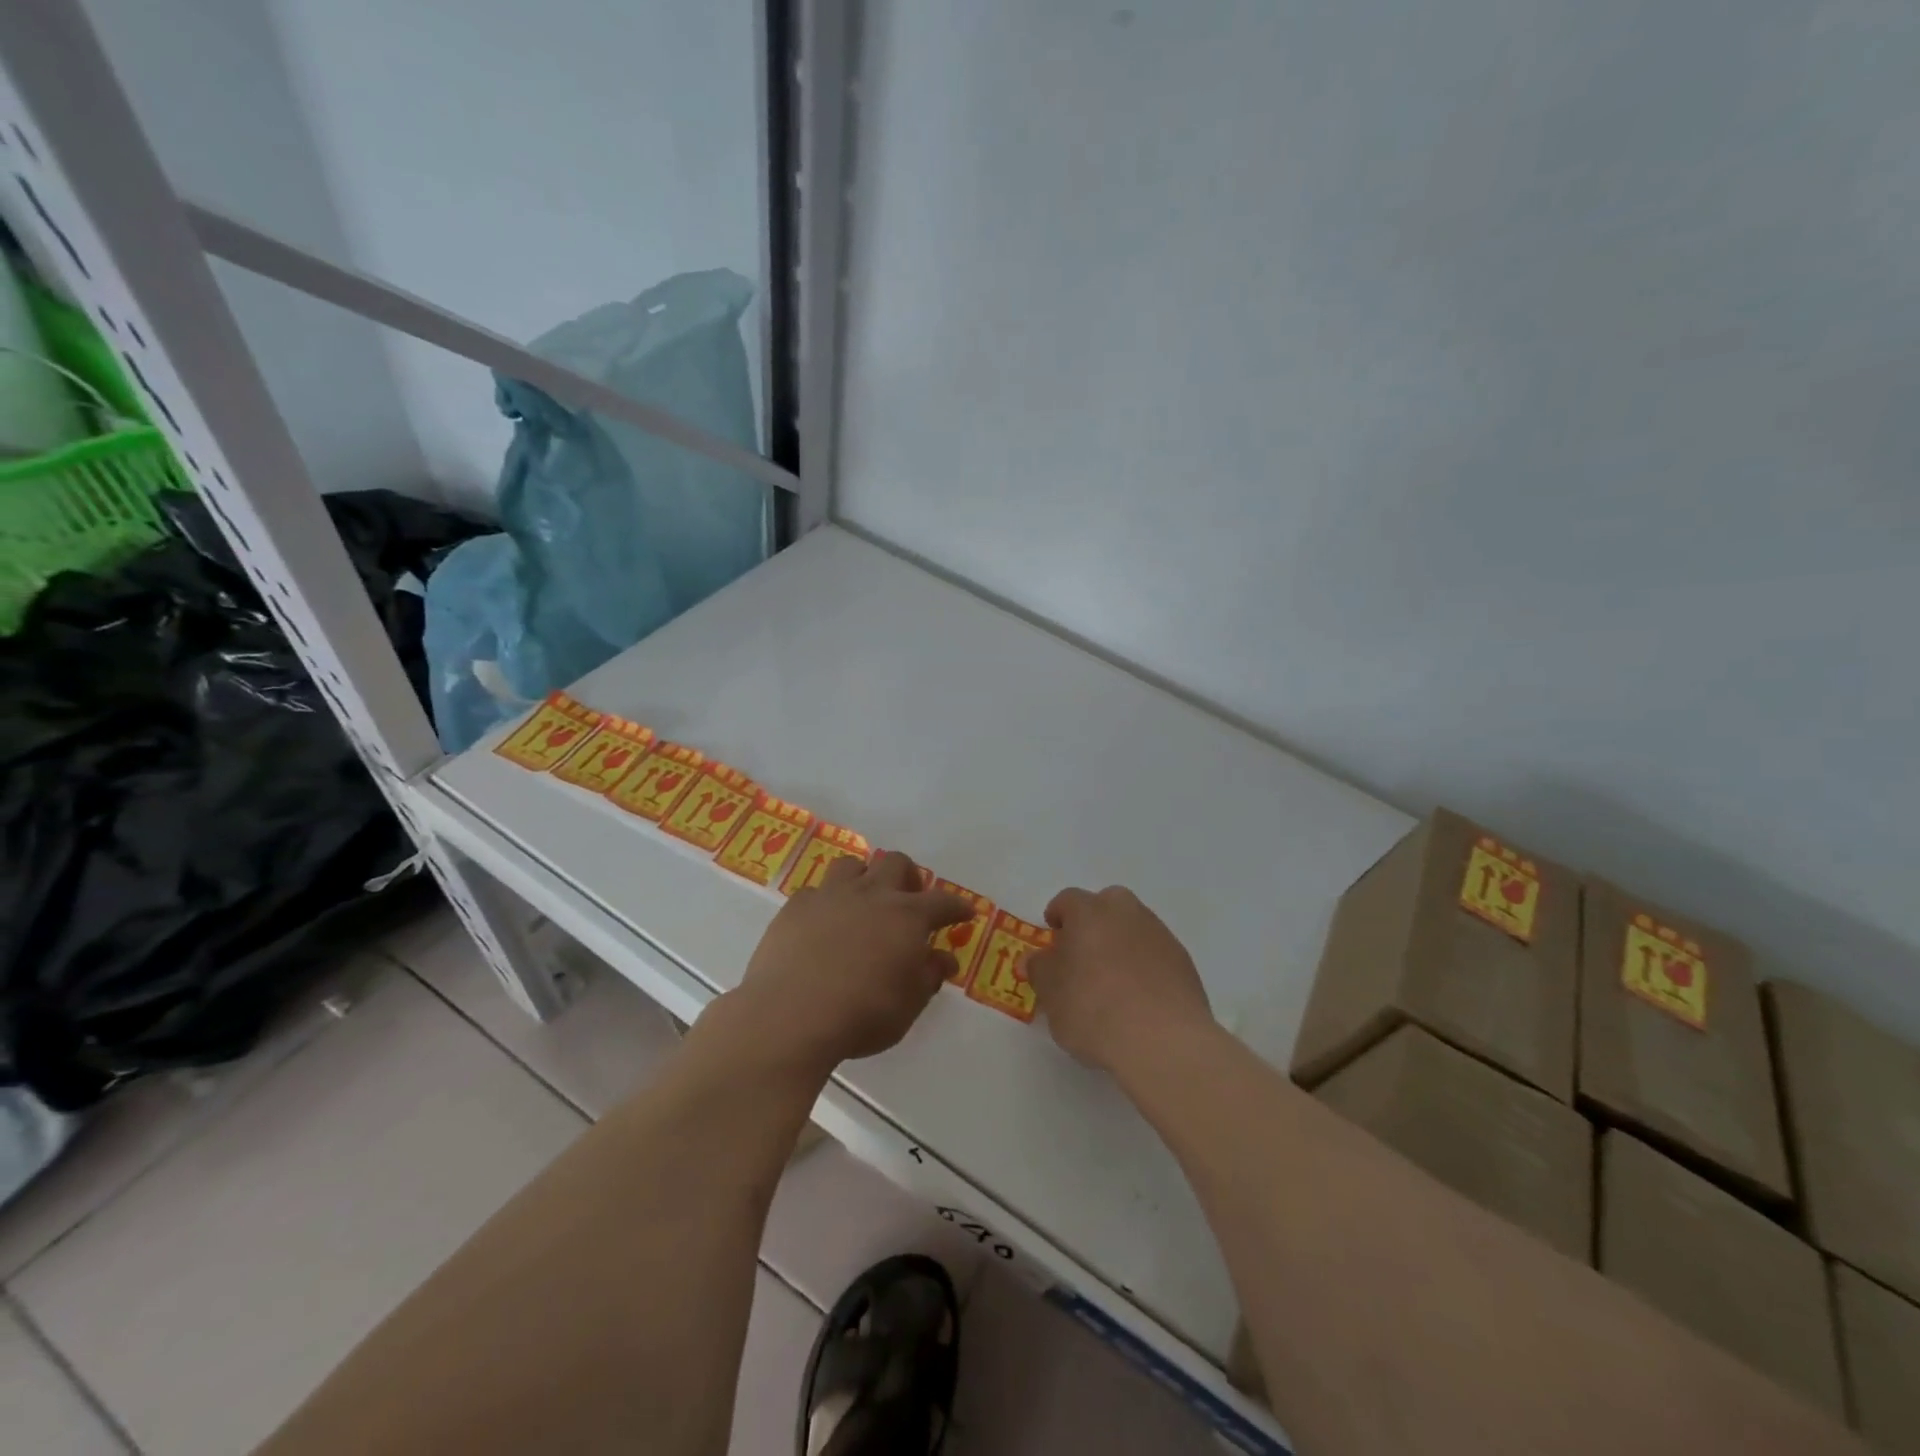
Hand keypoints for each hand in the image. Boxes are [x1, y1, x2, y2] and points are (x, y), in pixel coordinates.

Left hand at [729, 850, 973, 1075]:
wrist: (791, 1016)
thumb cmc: (862, 1015)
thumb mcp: (908, 1005)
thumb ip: (928, 976)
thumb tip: (944, 958)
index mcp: (907, 916)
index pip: (942, 901)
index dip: (956, 906)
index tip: (964, 912)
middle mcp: (872, 894)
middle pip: (896, 862)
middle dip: (908, 877)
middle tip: (908, 900)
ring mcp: (831, 895)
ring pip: (852, 865)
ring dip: (863, 878)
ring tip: (862, 902)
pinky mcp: (796, 906)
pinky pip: (816, 891)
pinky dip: (825, 903)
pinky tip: (821, 925)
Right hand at [1025, 885, 1214, 1074]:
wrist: (1163, 1040)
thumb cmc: (1093, 1008)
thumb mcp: (1050, 993)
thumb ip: (1039, 969)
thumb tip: (1035, 958)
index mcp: (1089, 911)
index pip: (1067, 900)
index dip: (1057, 917)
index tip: (1053, 939)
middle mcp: (1126, 912)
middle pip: (1107, 905)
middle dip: (1094, 923)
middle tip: (1083, 956)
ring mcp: (1160, 935)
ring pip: (1134, 928)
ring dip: (1121, 944)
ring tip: (1113, 982)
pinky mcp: (1184, 962)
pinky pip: (1155, 954)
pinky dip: (1145, 967)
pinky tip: (1139, 998)